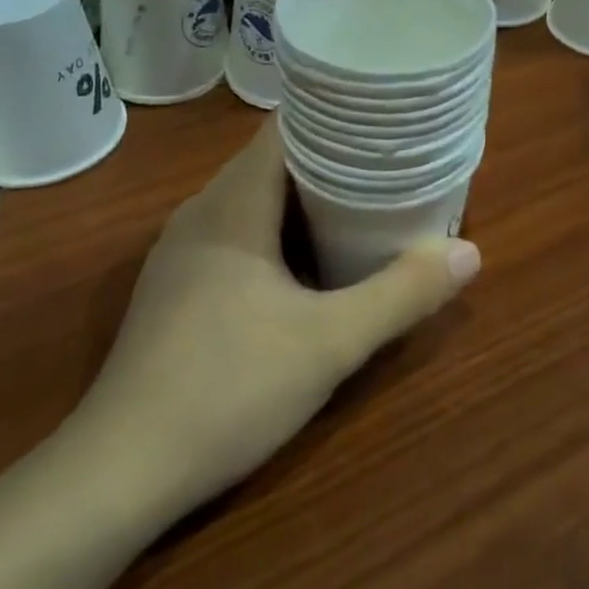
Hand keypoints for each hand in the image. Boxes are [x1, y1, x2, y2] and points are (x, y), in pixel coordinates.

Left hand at [65, 121, 479, 518]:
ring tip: (360, 203)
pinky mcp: (175, 284)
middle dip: (331, 158)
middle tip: (388, 165)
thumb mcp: (330, 343)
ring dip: (304, 197)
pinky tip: (305, 260)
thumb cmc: (227, 388)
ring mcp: (182, 249)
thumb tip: (470, 253)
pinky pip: (235, 230)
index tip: (383, 122)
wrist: (119, 471)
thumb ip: (401, 294)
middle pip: (273, 159)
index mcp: (233, 202)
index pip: (286, 127)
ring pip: (253, 197)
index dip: (336, 116)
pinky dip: (276, 228)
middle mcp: (202, 210)